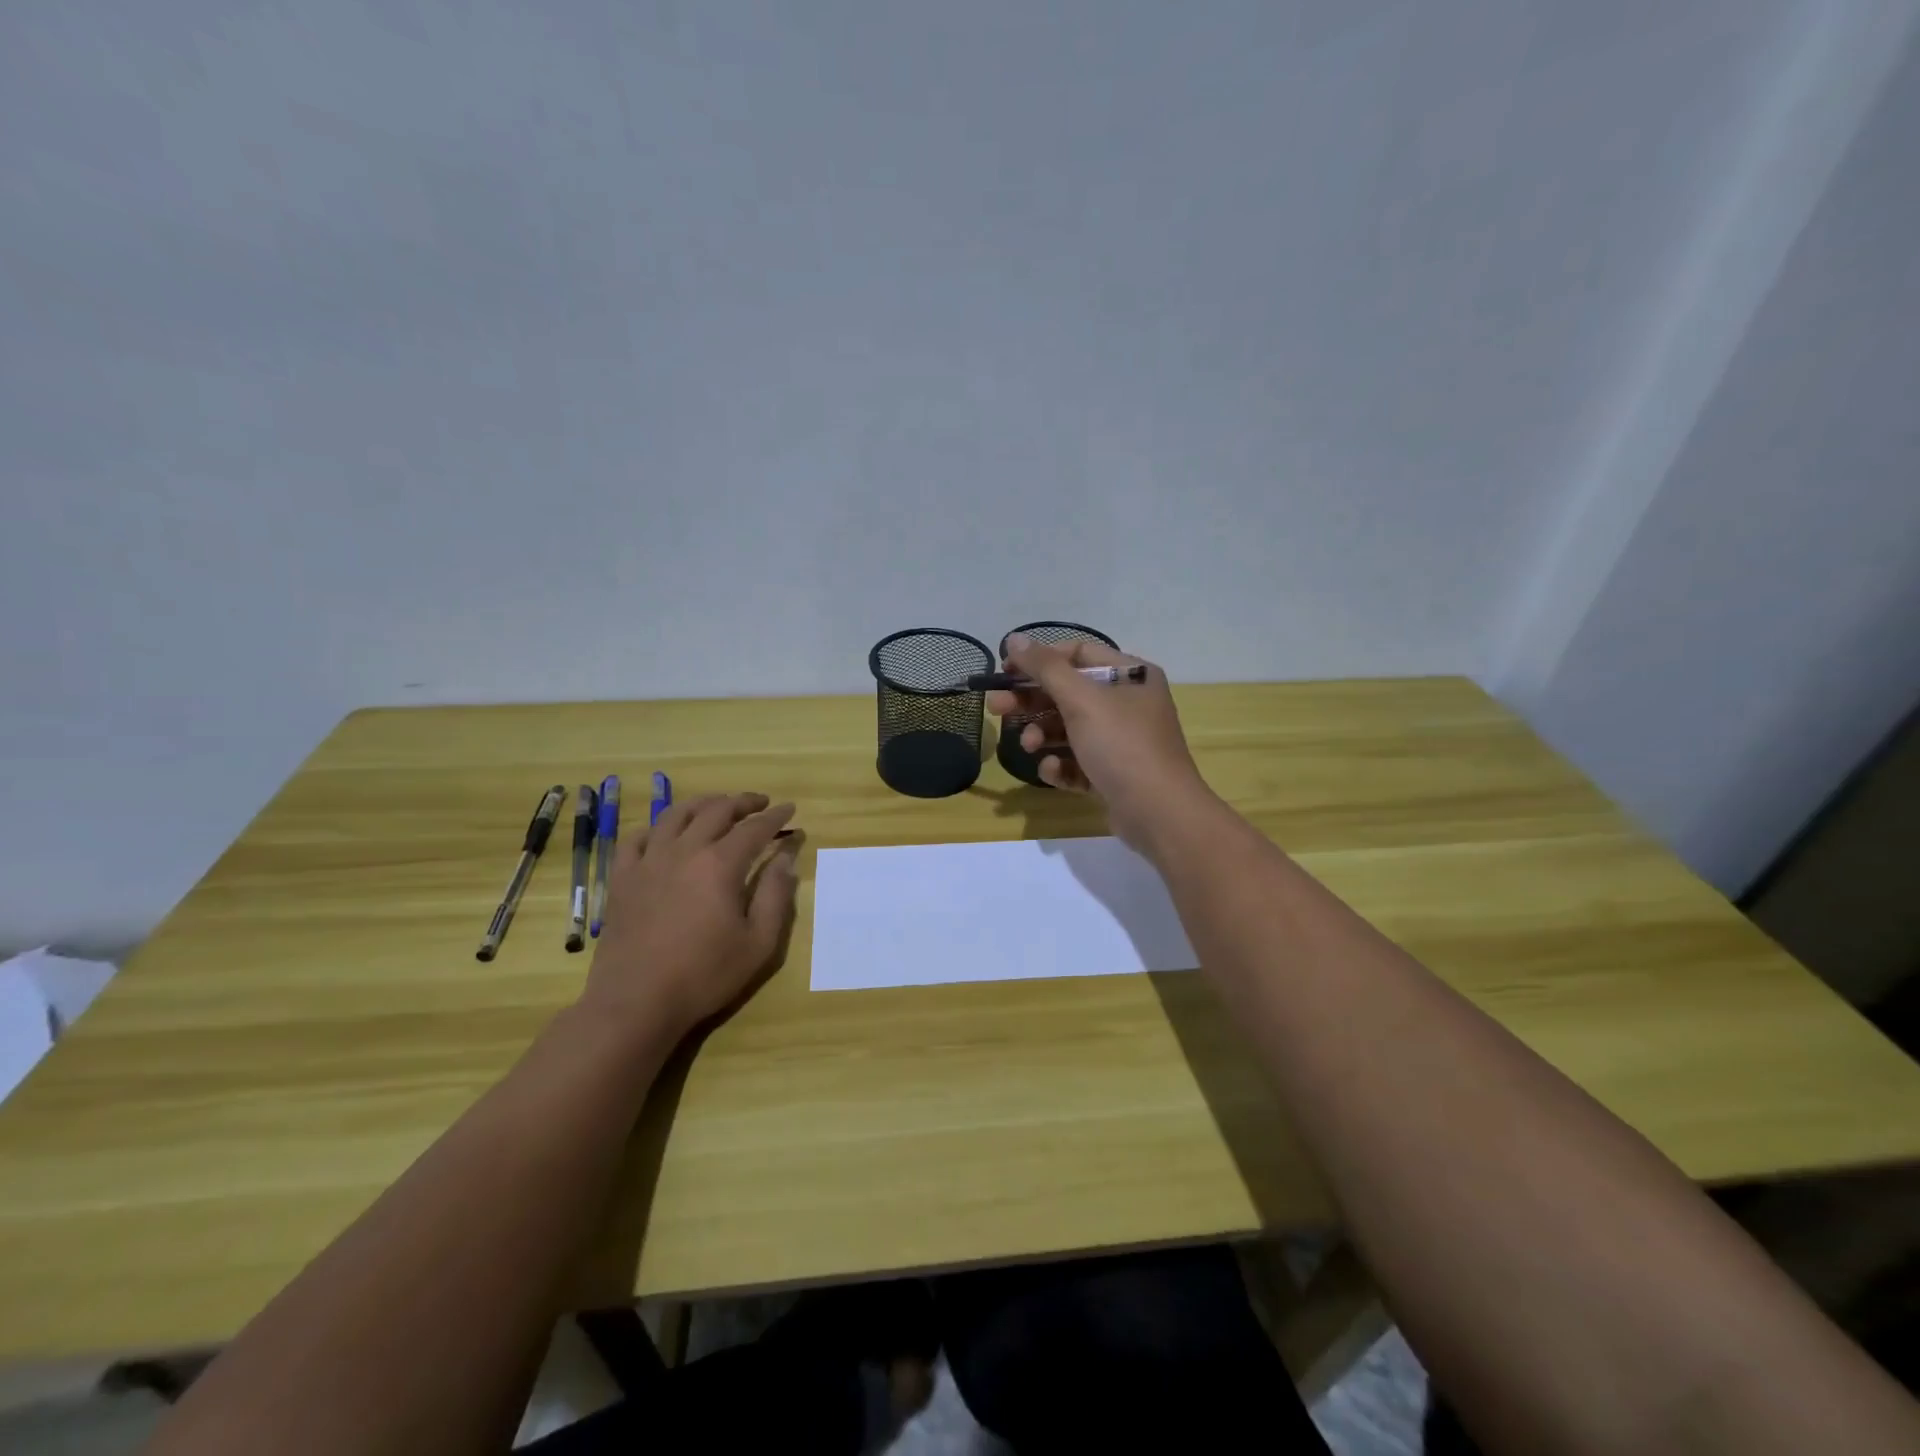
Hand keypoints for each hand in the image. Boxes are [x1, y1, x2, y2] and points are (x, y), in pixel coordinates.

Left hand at [582, 792, 800, 1041]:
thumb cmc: (705, 975)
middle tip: (760, 803)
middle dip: (742, 802)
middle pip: (716, 811)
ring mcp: (648, 862)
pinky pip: (637, 838)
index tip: (790, 809)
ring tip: (717, 804)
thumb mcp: (758, 942)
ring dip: (702, 803)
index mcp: (720, 864)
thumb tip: (785, 858)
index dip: (775, 816)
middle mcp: (684, 851)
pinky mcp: (623, 879)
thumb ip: (776, 895)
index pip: (754, 828)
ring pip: (676, 815)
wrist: (636, 1002)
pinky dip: (657, 827)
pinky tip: (666, 833)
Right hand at [985, 634, 1212, 851]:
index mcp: (1131, 675)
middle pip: (1068, 692)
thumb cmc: (1122, 745)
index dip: (1040, 659)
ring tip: (1027, 746)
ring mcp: (1121, 741)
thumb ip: (1045, 668)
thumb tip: (1015, 638)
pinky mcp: (1113, 773)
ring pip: (1069, 728)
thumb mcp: (1081, 699)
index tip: (1007, 670)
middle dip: (1031, 700)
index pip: (1078, 654)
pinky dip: (1061, 764)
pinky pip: (1078, 761)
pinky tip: (1052, 771)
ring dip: (1042, 734)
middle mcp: (1128, 703)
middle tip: (996, 708)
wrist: (1159, 813)